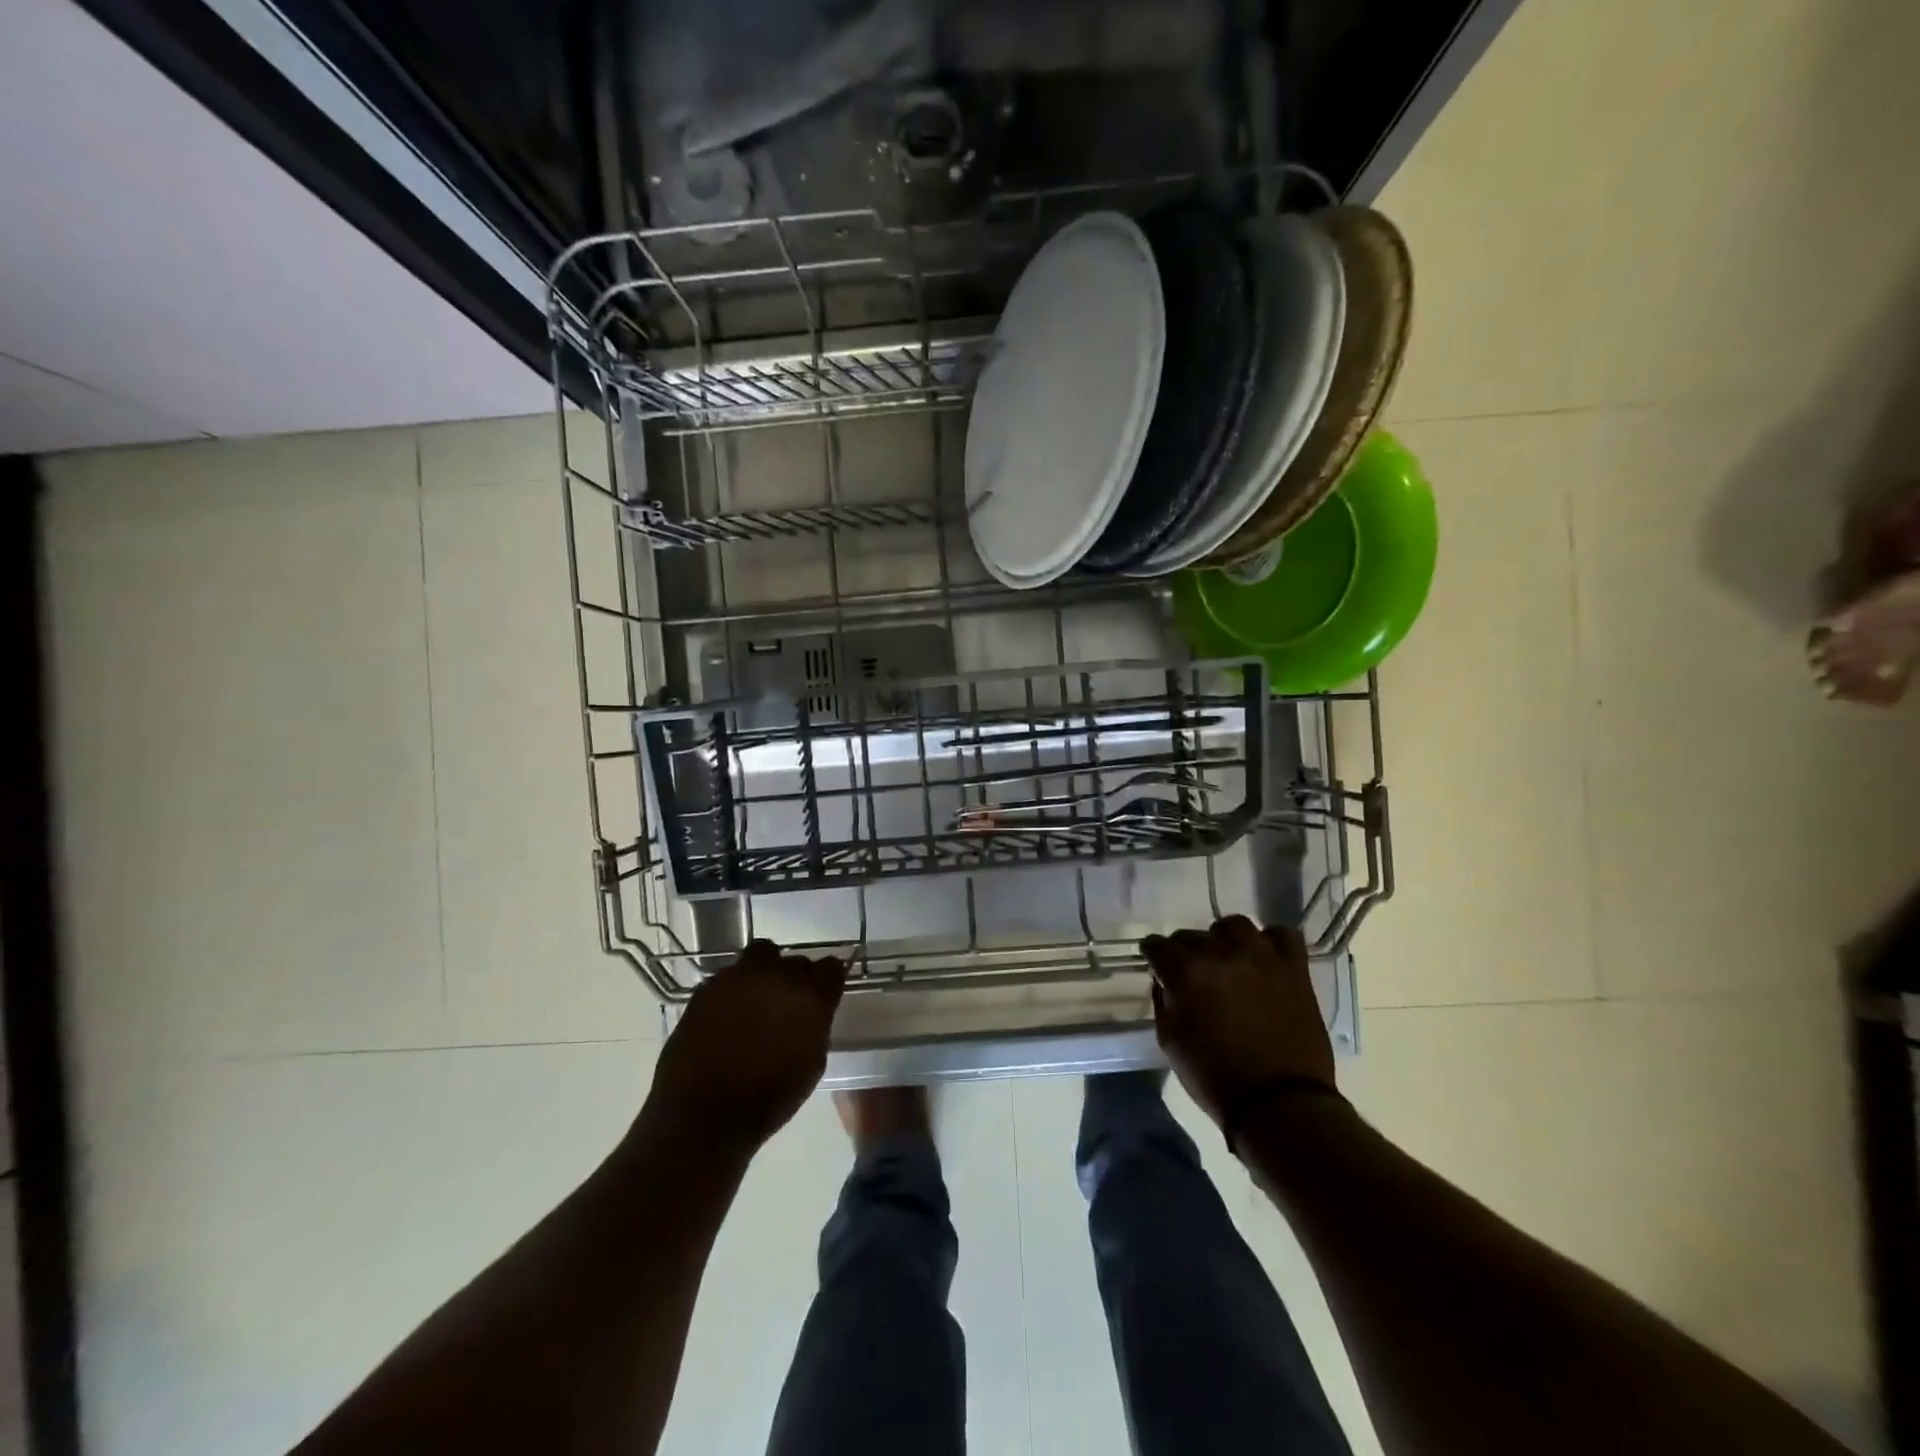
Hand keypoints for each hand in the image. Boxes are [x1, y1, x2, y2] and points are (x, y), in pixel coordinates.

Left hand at [647, 941, 846, 1153]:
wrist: (703, 1115)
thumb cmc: (768, 1099)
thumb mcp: (812, 1065)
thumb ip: (816, 1026)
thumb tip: (811, 1013)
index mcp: (810, 996)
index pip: (831, 967)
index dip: (827, 981)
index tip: (823, 995)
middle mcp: (777, 976)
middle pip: (796, 961)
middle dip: (795, 979)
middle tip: (786, 1004)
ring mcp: (739, 977)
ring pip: (761, 955)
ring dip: (764, 972)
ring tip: (756, 999)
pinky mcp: (708, 986)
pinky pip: (730, 975)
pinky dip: (734, 988)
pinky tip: (728, 1014)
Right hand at [1141, 916, 1334, 1127]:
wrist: (1279, 1105)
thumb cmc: (1215, 1078)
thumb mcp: (1170, 1042)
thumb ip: (1163, 1001)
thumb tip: (1165, 980)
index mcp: (1186, 972)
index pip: (1157, 945)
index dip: (1153, 955)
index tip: (1156, 965)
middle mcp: (1222, 953)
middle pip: (1192, 935)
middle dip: (1185, 951)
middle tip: (1191, 973)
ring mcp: (1261, 956)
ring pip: (1235, 926)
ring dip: (1224, 939)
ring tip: (1228, 958)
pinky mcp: (1294, 968)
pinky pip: (1282, 935)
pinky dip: (1271, 942)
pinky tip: (1264, 958)